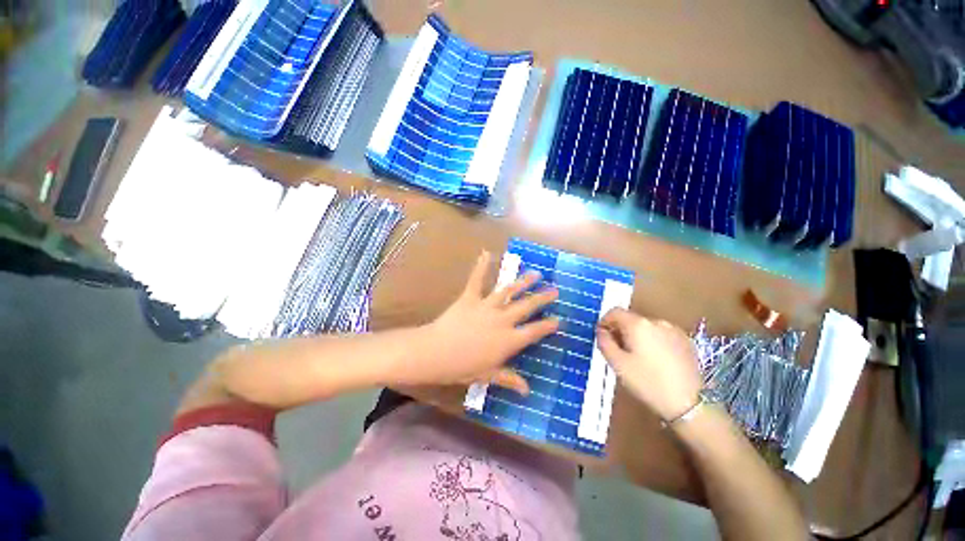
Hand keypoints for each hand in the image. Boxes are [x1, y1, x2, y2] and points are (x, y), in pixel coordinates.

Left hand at [408, 251, 558, 393]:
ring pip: (509, 291)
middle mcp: (503, 320)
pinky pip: (477, 280)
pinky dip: (481, 266)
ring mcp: (487, 306)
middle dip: (542, 298)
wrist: (437, 353)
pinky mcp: (470, 297)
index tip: (559, 320)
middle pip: (527, 306)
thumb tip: (527, 391)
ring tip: (535, 273)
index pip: (534, 331)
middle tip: (554, 290)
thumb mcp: (488, 375)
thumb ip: (509, 379)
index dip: (548, 326)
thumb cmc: (463, 367)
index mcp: (509, 340)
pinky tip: (487, 253)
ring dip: (523, 281)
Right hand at [596, 308, 701, 421]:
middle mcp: (656, 321)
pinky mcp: (686, 341)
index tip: (602, 336)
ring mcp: (674, 330)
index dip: (604, 322)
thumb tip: (601, 331)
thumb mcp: (618, 364)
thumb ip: (604, 342)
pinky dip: (653, 341)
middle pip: (631, 319)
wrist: (689, 403)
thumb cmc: (647, 382)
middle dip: (621, 331)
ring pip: (646, 327)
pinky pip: (661, 335)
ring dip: (637, 336)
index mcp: (638, 324)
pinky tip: (655, 361)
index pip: (614, 312)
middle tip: (618, 351)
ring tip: (637, 357)